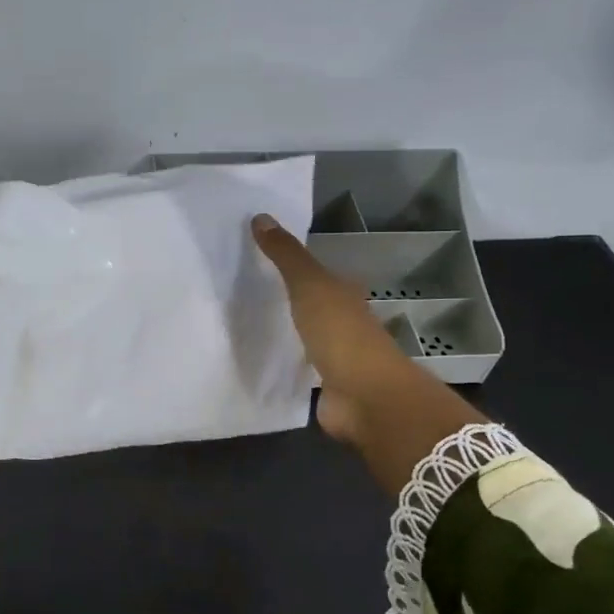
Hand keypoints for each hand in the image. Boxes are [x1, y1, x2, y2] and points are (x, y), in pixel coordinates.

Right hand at [251, 214, 485, 495]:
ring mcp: (338, 356)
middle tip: (249, 291)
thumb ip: (285, 255)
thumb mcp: (310, 285)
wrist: (365, 397)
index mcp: (346, 295)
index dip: (296, 265)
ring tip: (250, 324)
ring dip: (289, 332)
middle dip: (290, 300)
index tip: (264, 259)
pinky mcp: (326, 386)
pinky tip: (263, 360)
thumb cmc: (341, 333)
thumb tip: (260, 217)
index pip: (321, 274)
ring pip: (308, 337)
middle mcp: (345, 322)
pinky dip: (287, 363)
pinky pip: (301, 368)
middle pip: (315, 305)